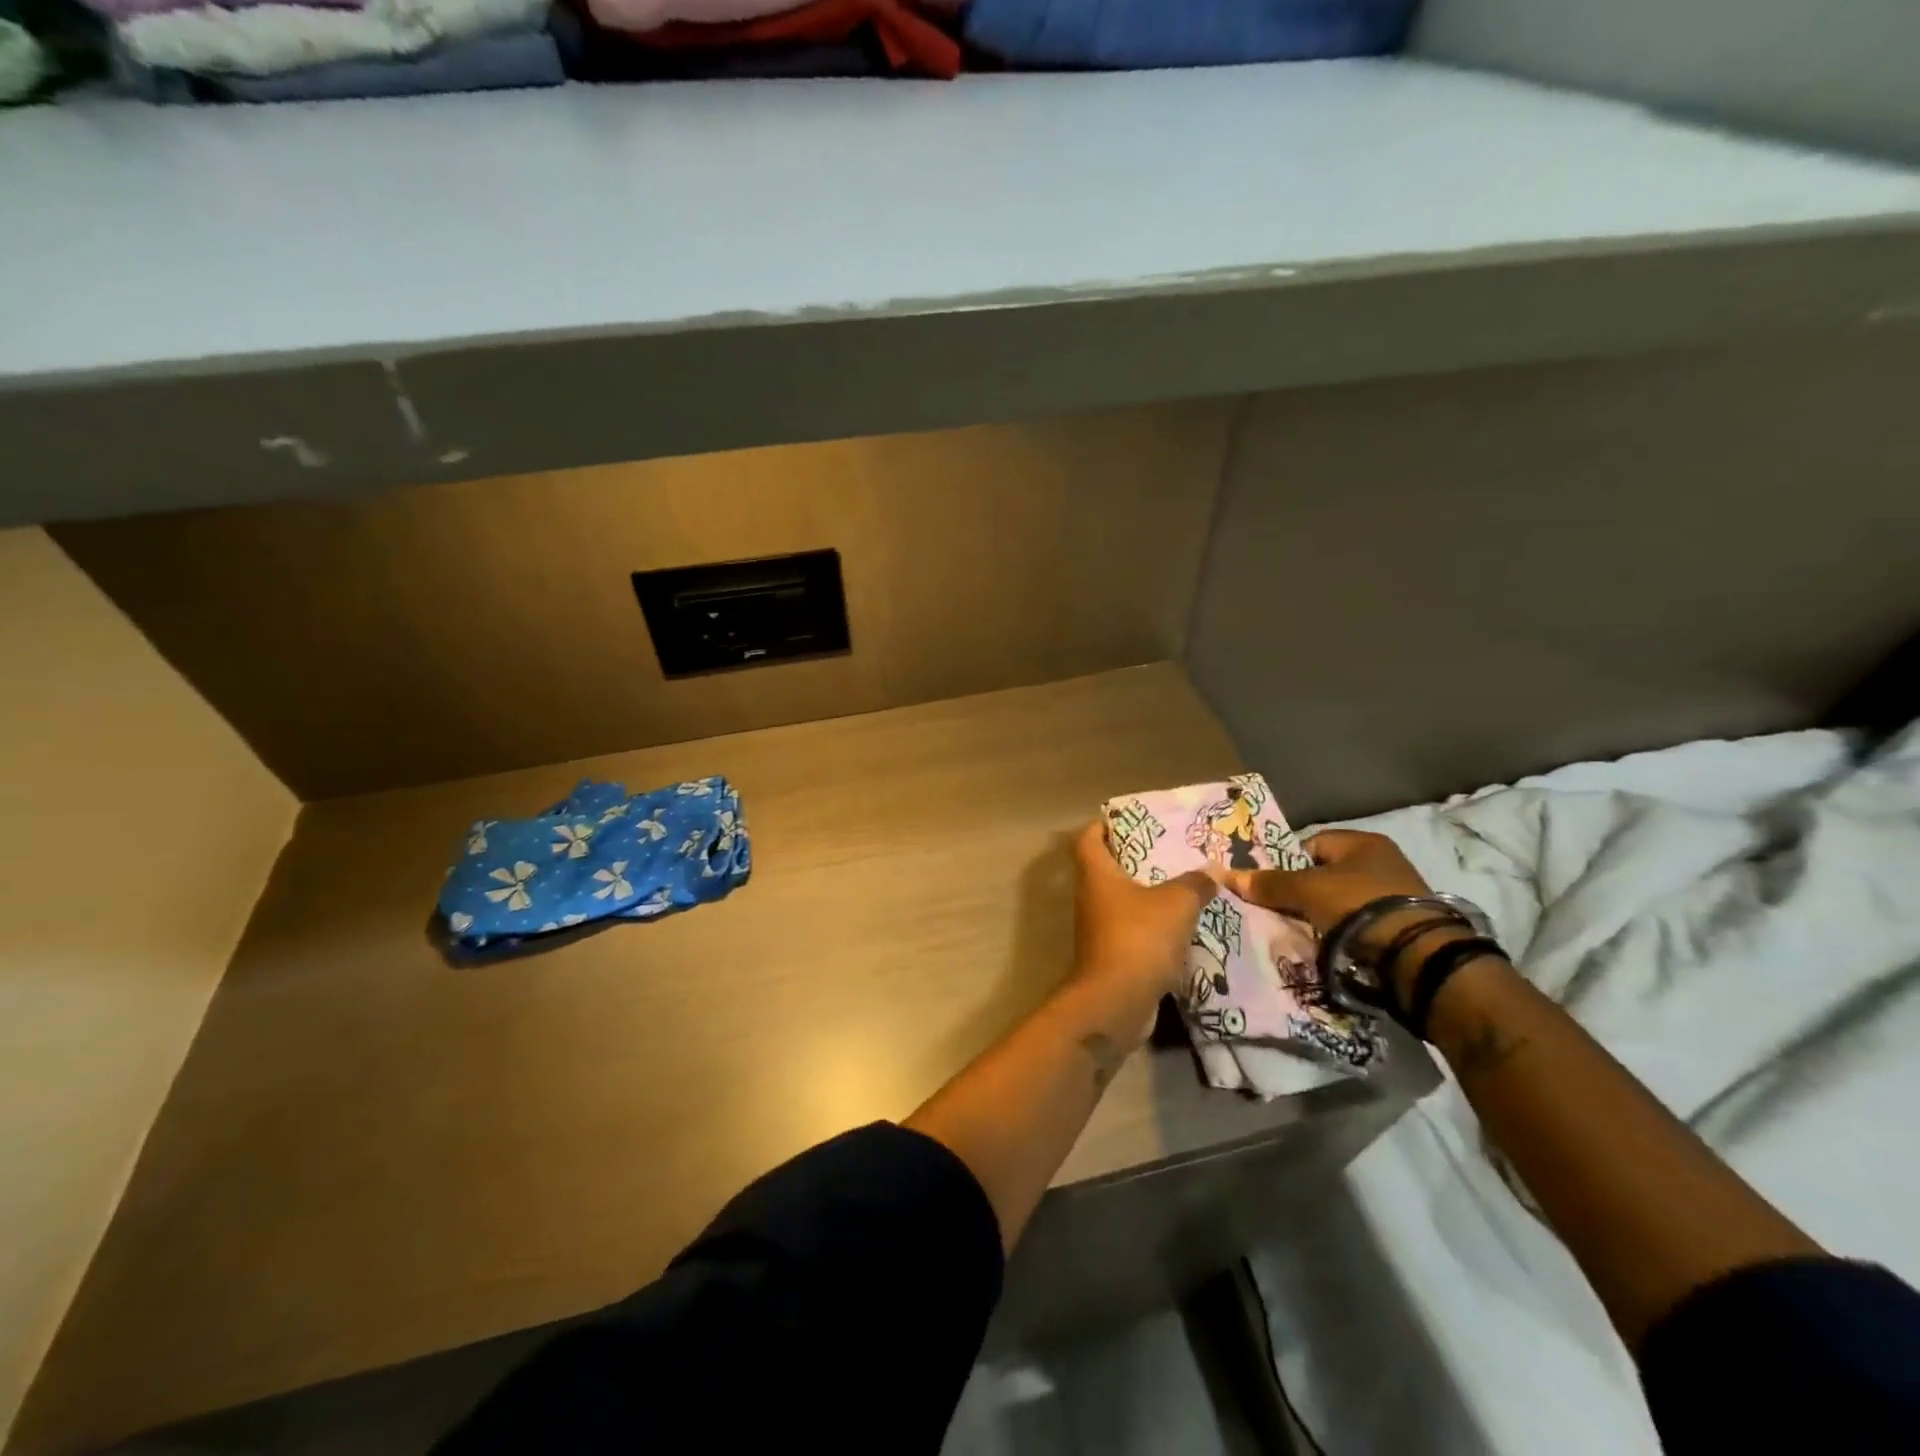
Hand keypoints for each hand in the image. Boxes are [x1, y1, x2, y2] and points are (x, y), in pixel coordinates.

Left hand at [1071, 821, 1214, 1003]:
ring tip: (1184, 887)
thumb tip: (1214, 870)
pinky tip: (1183, 928)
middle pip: (1107, 870)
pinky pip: (1134, 932)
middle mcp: (1091, 899)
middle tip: (1171, 853)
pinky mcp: (1112, 957)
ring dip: (1149, 896)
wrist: (1115, 1003)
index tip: (1129, 820)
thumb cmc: (1138, 939)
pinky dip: (1154, 928)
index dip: (1103, 826)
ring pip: (1123, 903)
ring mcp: (1099, 930)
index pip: (1088, 839)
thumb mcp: (1176, 904)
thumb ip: (1195, 884)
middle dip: (1136, 861)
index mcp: (1096, 875)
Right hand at [1211, 829, 1429, 933]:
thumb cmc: (1357, 903)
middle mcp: (1384, 862)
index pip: (1312, 844)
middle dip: (1304, 893)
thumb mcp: (1306, 890)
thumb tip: (1226, 875)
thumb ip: (1269, 883)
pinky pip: (1360, 924)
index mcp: (1363, 842)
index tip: (1273, 887)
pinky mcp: (1405, 926)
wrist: (1415, 953)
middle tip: (1283, 912)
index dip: (1288, 864)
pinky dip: (1344, 934)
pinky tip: (1331, 946)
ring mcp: (1397, 895)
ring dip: (1324, 916)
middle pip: (1327, 875)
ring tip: (1305, 932)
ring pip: (1342, 902)